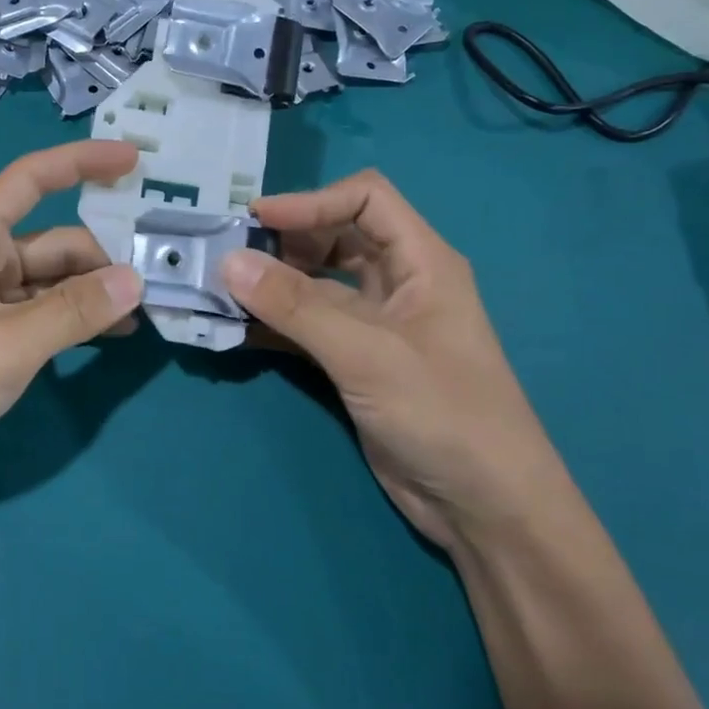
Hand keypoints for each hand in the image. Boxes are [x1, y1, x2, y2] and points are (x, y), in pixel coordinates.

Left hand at [0, 140, 143, 500]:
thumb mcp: (8, 345)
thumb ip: (73, 311)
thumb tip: (134, 279)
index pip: (32, 178)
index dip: (83, 162)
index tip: (134, 161)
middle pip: (54, 241)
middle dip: (103, 257)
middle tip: (157, 279)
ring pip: (50, 281)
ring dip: (92, 293)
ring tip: (144, 311)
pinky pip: (40, 313)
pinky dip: (73, 319)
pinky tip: (110, 334)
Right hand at [221, 170, 569, 549]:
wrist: (485, 509)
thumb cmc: (443, 414)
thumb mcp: (367, 354)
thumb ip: (296, 306)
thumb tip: (228, 261)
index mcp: (421, 261)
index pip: (365, 198)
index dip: (311, 200)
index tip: (256, 219)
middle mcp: (398, 282)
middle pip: (336, 235)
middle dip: (285, 240)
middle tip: (231, 256)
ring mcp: (376, 324)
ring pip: (317, 283)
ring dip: (273, 284)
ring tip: (223, 290)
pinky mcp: (357, 361)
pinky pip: (308, 326)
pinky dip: (275, 323)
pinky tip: (236, 328)